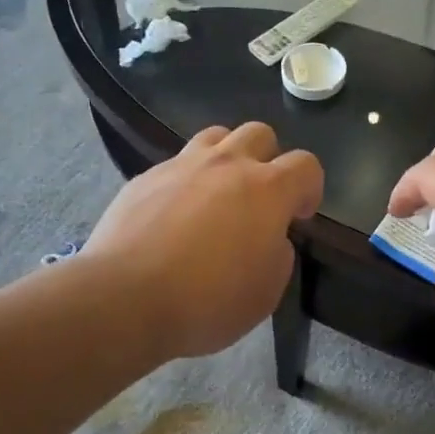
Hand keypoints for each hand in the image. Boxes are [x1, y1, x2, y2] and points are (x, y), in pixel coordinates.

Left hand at [84, 123, 323, 360]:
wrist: (124, 297)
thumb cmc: (207, 300)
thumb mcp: (265, 293)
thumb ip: (278, 255)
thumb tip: (270, 239)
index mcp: (266, 189)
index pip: (306, 165)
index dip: (310, 187)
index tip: (299, 215)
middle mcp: (227, 164)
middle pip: (260, 133)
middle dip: (268, 159)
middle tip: (259, 197)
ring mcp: (182, 165)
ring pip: (216, 136)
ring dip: (226, 157)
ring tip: (216, 193)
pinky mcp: (145, 176)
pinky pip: (176, 164)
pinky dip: (185, 181)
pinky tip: (173, 214)